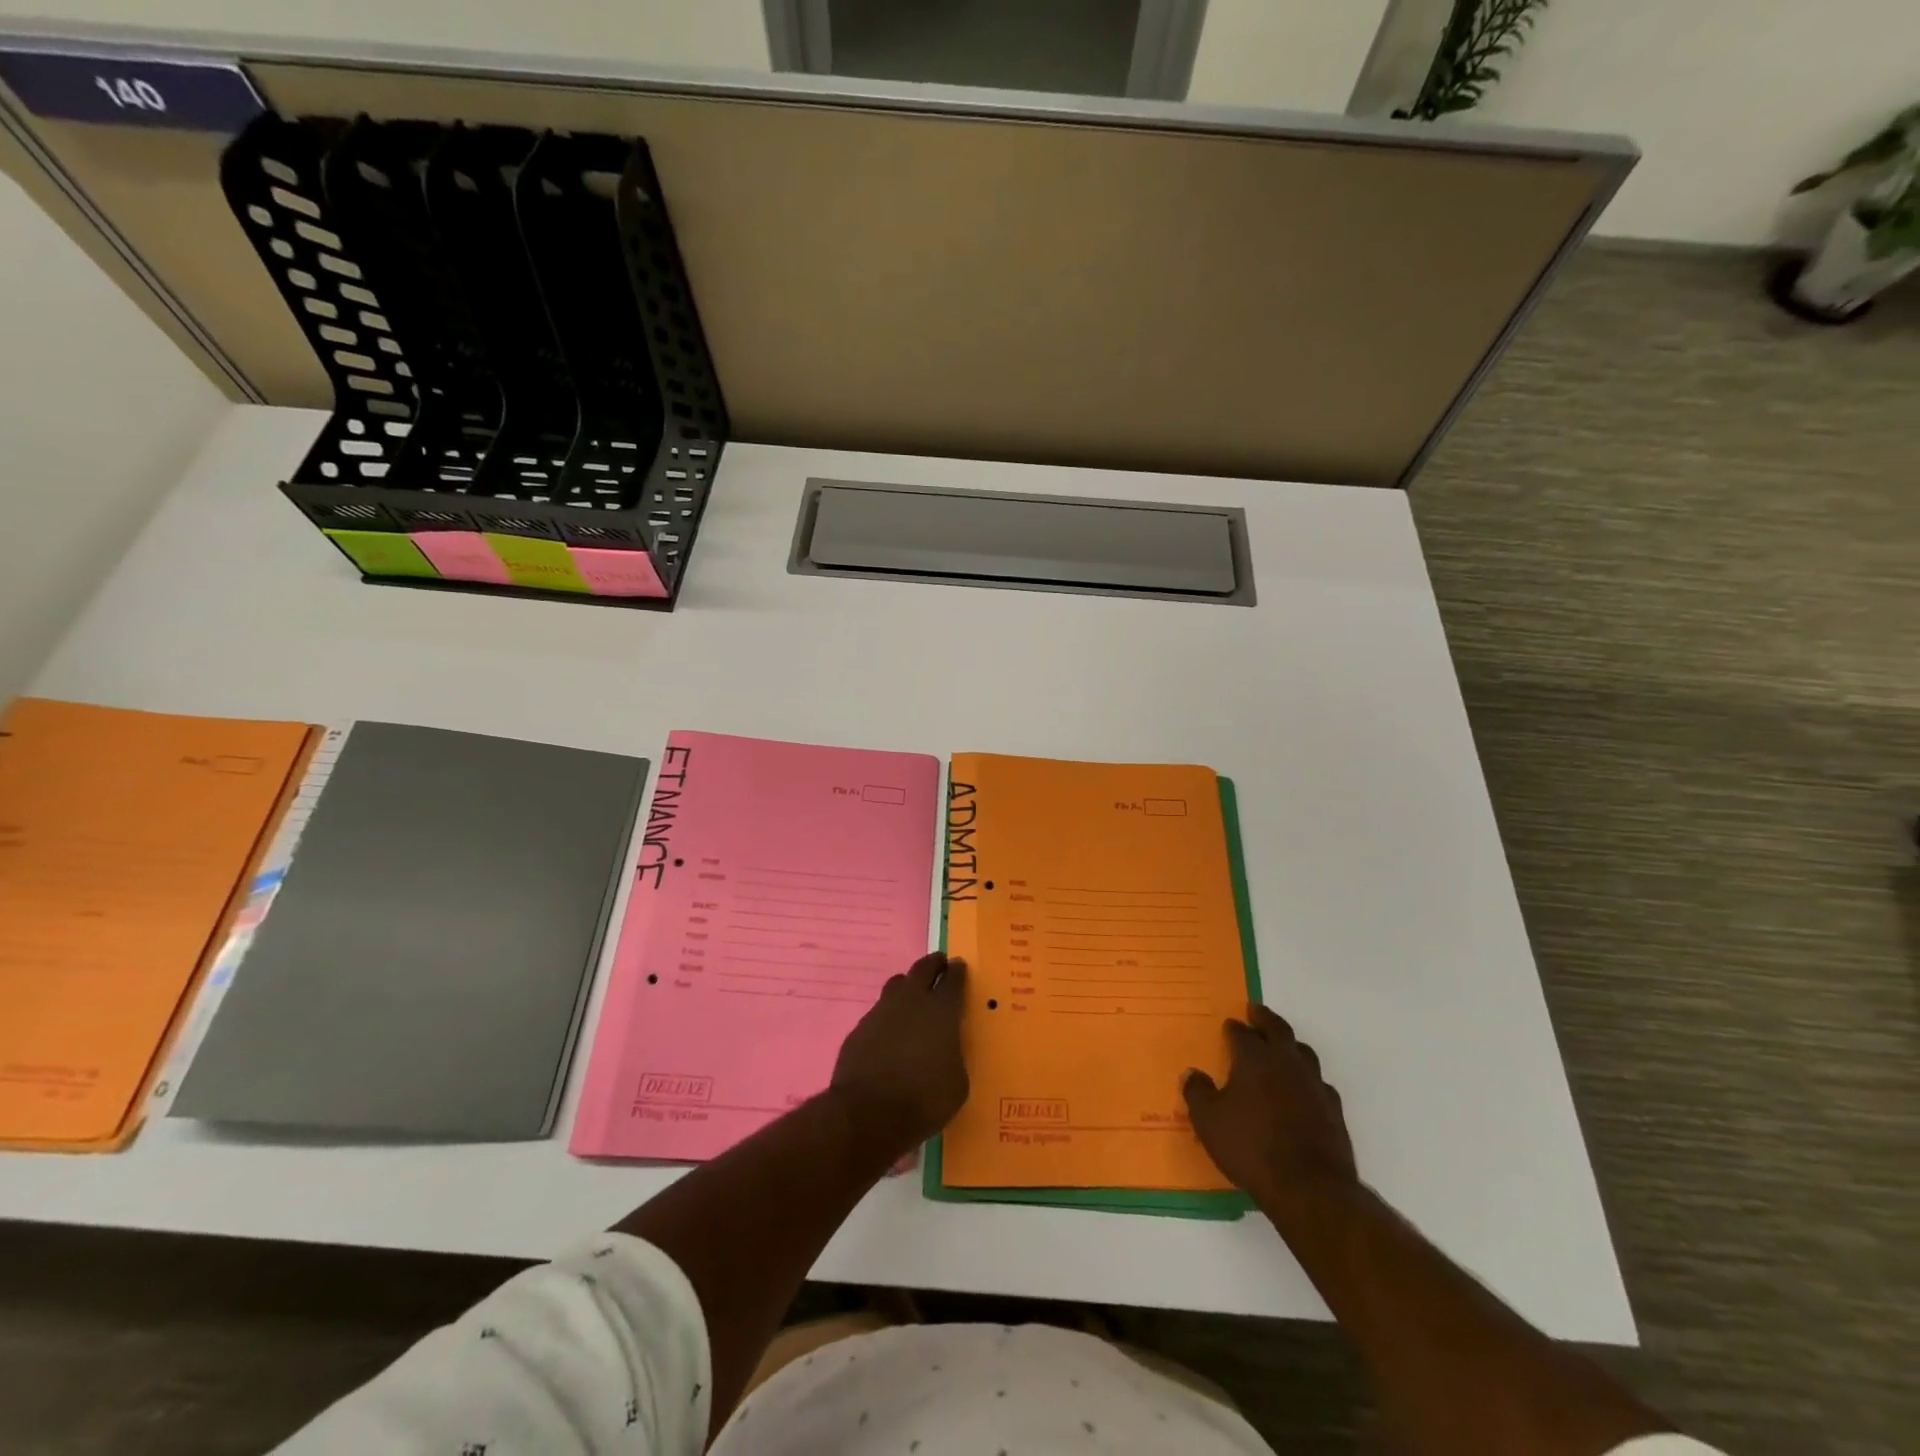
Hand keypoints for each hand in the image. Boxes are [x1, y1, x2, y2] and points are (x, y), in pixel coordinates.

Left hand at [830, 954, 968, 1149]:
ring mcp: (881, 1012)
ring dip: (907, 987)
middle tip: (939, 966)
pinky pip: (878, 1013)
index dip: (958, 971)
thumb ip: (954, 1056)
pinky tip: (889, 1036)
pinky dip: (887, 1018)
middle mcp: (911, 1001)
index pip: (953, 978)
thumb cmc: (924, 1100)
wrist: (868, 1114)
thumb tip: (946, 1051)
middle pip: (922, 968)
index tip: (960, 967)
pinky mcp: (859, 1029)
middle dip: (933, 964)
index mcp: (942, 1011)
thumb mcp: (957, 1083)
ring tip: (913, 1000)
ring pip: (896, 985)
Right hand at [1183, 1005, 1356, 1216]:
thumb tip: (1193, 1074)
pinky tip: (1304, 1089)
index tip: (1228, 1026)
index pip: (1241, 1032)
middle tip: (1256, 1011)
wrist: (1309, 1188)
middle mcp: (1286, 1061)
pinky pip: (1319, 1082)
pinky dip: (1308, 1079)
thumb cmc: (1251, 1147)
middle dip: (1264, 1018)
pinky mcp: (1333, 1109)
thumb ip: (1198, 1093)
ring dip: (1290, 1045)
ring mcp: (1314, 1084)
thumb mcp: (1209, 1121)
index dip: (1232, 1028)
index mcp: (1254, 1057)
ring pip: (1303, 1052)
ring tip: (1282, 1046)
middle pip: (1277, 1029)